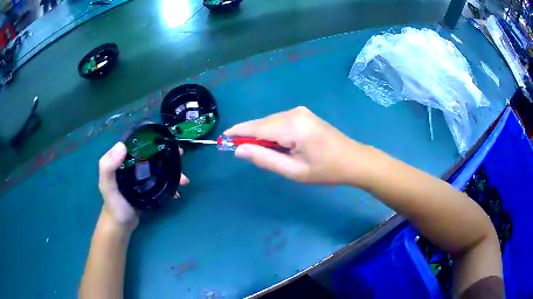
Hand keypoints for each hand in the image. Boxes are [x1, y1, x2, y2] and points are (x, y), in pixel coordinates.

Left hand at [98, 142, 189, 231]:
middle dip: (167, 155)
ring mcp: (141, 177)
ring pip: (158, 169)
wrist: (121, 225)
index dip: (151, 140)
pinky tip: (178, 192)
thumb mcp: (107, 186)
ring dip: (172, 172)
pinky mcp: (148, 188)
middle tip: (181, 155)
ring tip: (184, 180)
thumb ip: (108, 167)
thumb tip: (122, 145)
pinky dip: (170, 185)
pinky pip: (161, 182)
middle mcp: (133, 166)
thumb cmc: (114, 205)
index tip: (166, 141)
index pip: (138, 145)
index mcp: (123, 161)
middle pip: (152, 156)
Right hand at [224, 106, 370, 184]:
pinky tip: (277, 145)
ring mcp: (300, 111)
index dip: (238, 132)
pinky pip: (280, 122)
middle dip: (250, 136)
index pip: (256, 127)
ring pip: (270, 122)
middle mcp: (294, 113)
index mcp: (292, 126)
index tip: (223, 139)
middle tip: (242, 153)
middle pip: (262, 123)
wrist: (354, 160)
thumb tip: (239, 150)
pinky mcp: (303, 114)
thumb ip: (265, 159)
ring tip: (264, 153)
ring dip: (262, 135)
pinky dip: (273, 133)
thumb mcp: (294, 171)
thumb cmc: (326, 170)